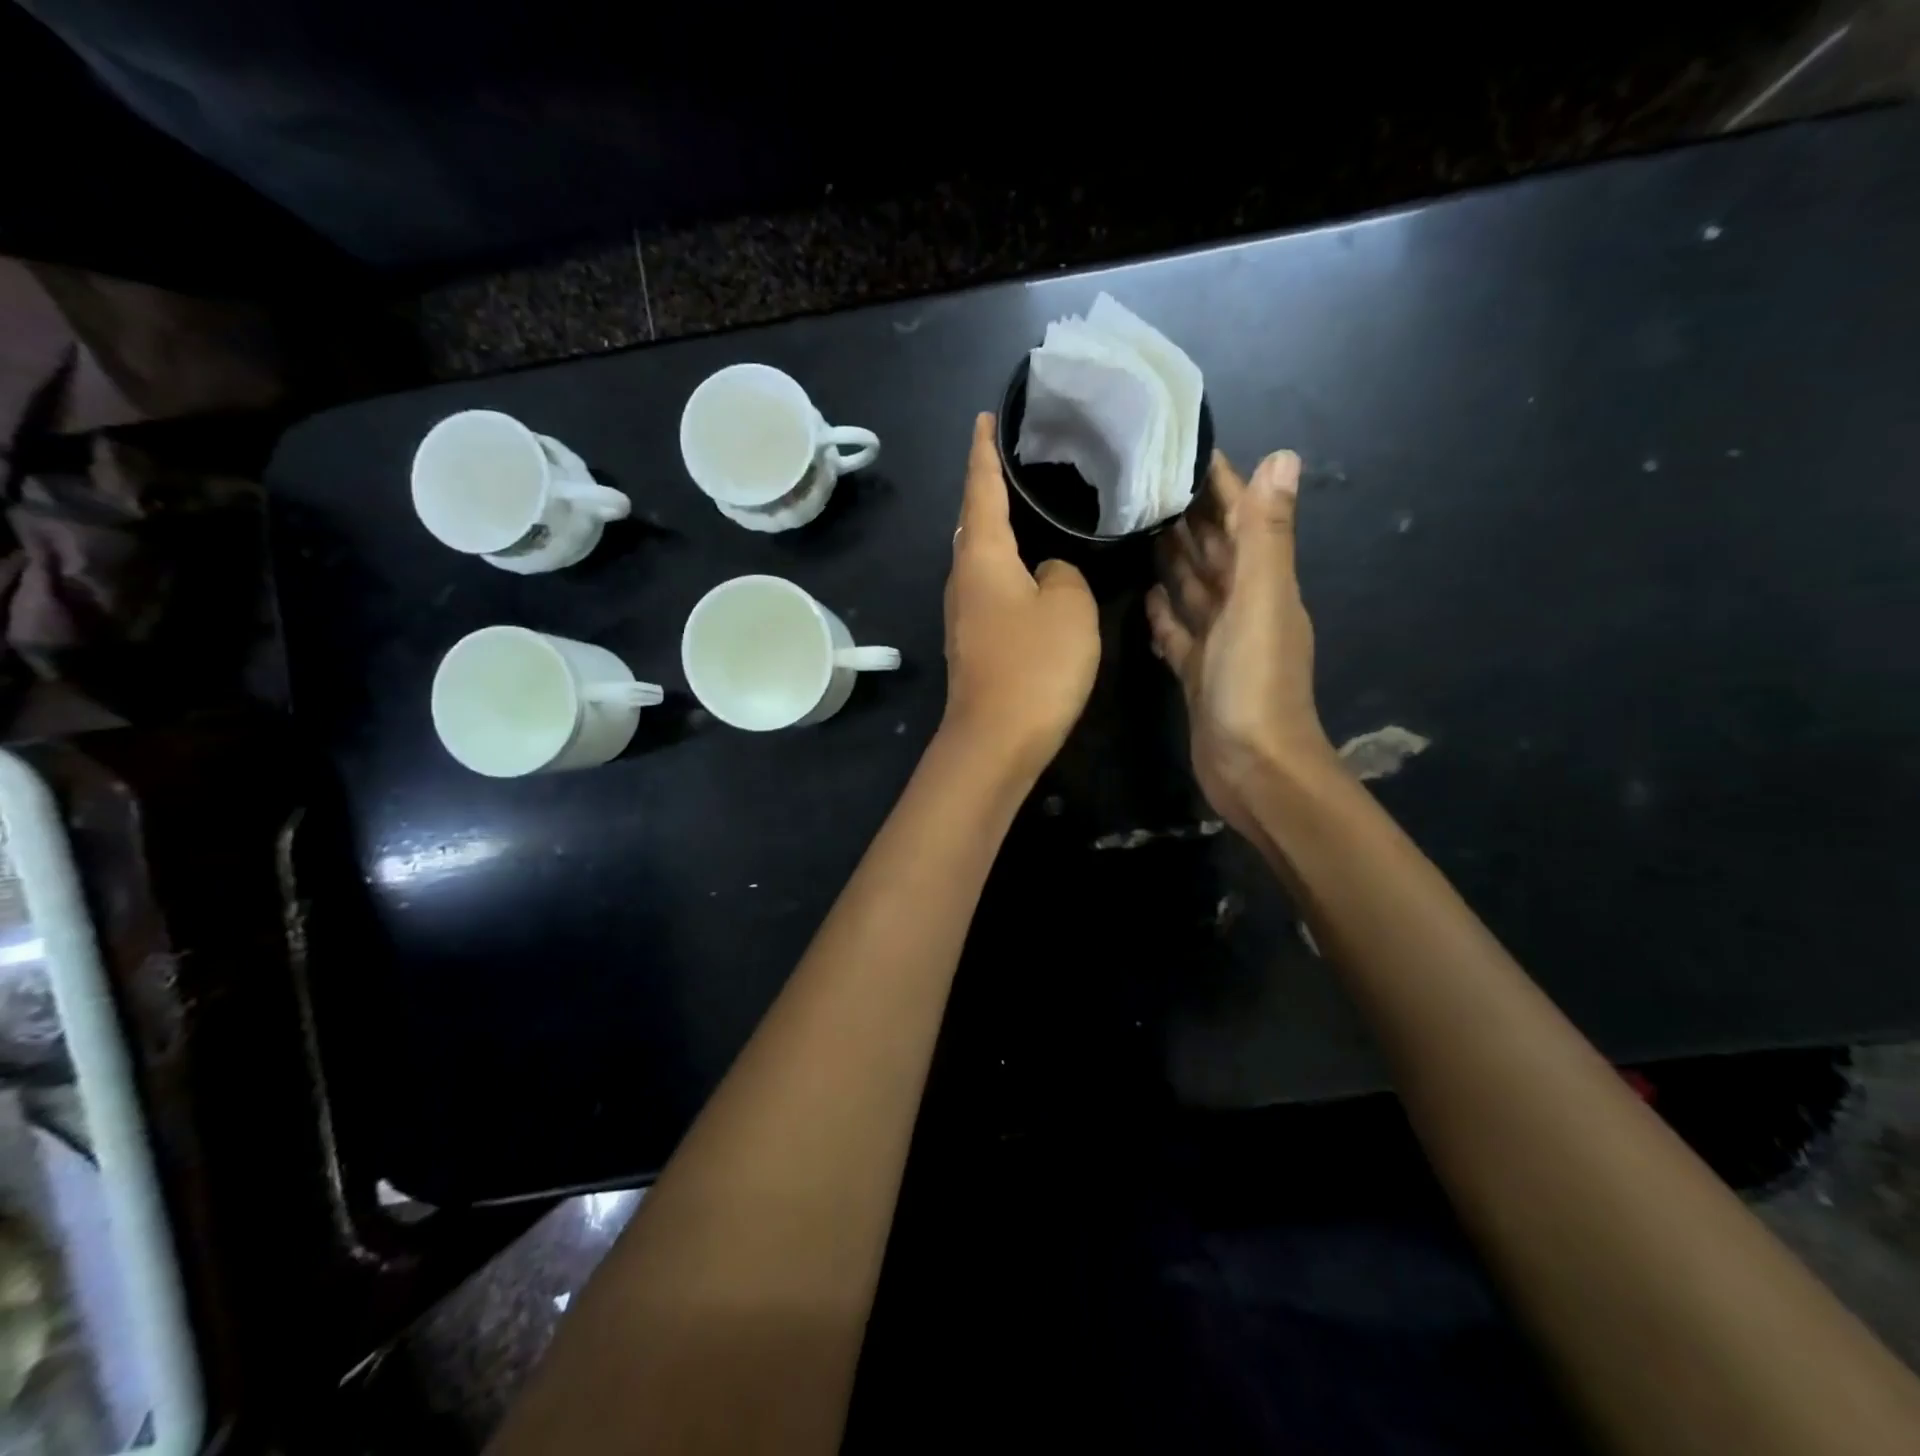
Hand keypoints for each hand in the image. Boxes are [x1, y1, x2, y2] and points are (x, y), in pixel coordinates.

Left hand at [941, 413, 1099, 774]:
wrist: (997, 739)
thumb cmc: (1035, 664)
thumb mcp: (1069, 605)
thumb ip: (1063, 573)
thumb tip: (1047, 573)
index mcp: (982, 557)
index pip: (980, 489)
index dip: (983, 452)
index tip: (983, 419)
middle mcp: (963, 579)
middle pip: (973, 523)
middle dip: (988, 490)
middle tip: (1017, 463)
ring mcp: (963, 614)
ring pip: (980, 559)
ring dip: (998, 532)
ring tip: (1028, 510)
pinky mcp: (973, 643)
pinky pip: (989, 589)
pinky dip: (1006, 569)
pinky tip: (1028, 572)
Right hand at [1147, 449, 1338, 836]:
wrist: (1254, 768)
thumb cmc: (1255, 683)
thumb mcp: (1261, 601)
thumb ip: (1267, 534)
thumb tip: (1283, 456)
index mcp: (1264, 584)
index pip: (1242, 520)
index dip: (1223, 485)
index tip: (1190, 451)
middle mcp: (1245, 608)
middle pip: (1216, 552)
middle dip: (1191, 518)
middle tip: (1151, 485)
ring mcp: (1221, 644)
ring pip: (1195, 591)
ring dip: (1175, 562)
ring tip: (1141, 530)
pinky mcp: (1198, 674)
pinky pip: (1179, 634)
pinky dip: (1165, 614)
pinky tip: (1145, 597)